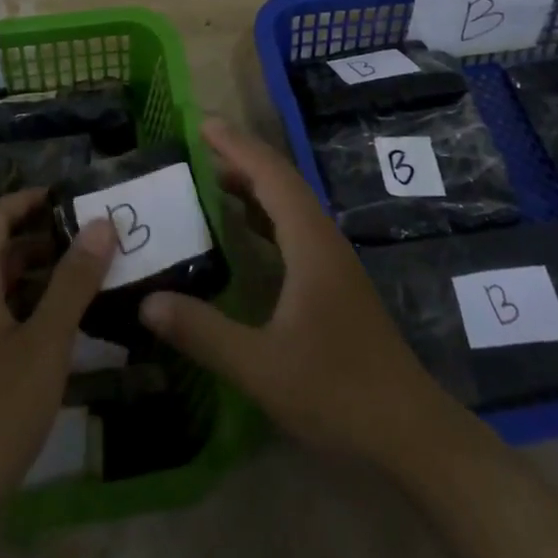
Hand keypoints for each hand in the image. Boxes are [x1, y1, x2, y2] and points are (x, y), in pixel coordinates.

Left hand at [0, 191, 113, 557]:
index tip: (69, 197)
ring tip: (88, 278)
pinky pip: (2, 322)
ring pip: (3, 291)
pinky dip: (33, 311)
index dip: (28, 200)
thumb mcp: (45, 343)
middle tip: (92, 239)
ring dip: (41, 277)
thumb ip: (73, 282)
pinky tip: (65, 330)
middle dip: (43, 238)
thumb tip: (100, 222)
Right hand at [139, 118, 461, 471]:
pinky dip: (264, 216)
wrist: (410, 433)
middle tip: (198, 144)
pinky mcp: (334, 283)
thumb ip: (203, 332)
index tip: (202, 123)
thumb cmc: (337, 392)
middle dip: (242, 157)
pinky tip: (244, 232)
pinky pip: (294, 229)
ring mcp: (333, 261)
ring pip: (290, 205)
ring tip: (212, 178)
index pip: (270, 175)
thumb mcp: (261, 366)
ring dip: (254, 185)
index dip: (236, 146)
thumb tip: (147, 302)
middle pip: (281, 182)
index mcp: (310, 242)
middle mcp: (323, 239)